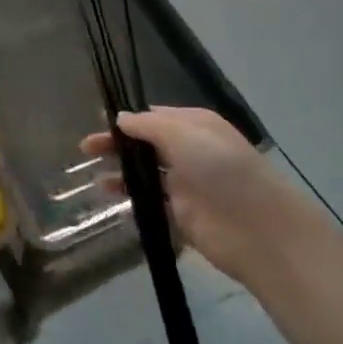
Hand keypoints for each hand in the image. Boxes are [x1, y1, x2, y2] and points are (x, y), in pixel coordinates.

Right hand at [82, 107, 317, 290]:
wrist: (256, 227)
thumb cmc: (220, 168)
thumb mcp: (183, 134)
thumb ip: (147, 126)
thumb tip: (120, 119)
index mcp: (195, 125)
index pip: (154, 116)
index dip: (126, 119)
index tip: (97, 122)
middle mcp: (190, 150)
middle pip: (146, 143)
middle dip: (117, 144)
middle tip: (86, 149)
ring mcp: (185, 183)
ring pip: (146, 172)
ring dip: (121, 172)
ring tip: (93, 176)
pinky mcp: (181, 213)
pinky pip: (150, 200)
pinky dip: (131, 197)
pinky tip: (110, 196)